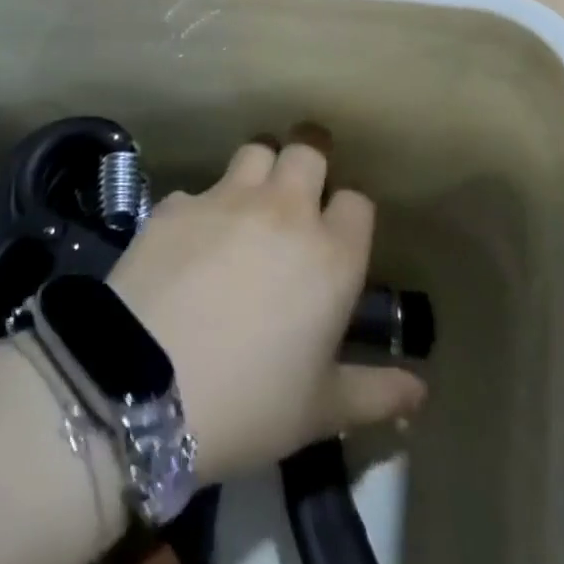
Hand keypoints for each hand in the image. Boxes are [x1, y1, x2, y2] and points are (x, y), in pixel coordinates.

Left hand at [107, 125, 426, 484]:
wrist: (143, 385)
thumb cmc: (247, 403)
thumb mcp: (319, 411)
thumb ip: (375, 392)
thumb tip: (420, 390)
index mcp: (330, 256)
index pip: (357, 202)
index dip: (349, 214)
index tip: (338, 236)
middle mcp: (283, 211)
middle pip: (308, 152)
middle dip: (310, 163)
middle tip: (300, 190)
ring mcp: (225, 199)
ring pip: (255, 151)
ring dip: (260, 168)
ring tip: (251, 200)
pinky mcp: (176, 203)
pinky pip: (200, 190)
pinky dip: (204, 207)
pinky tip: (191, 242)